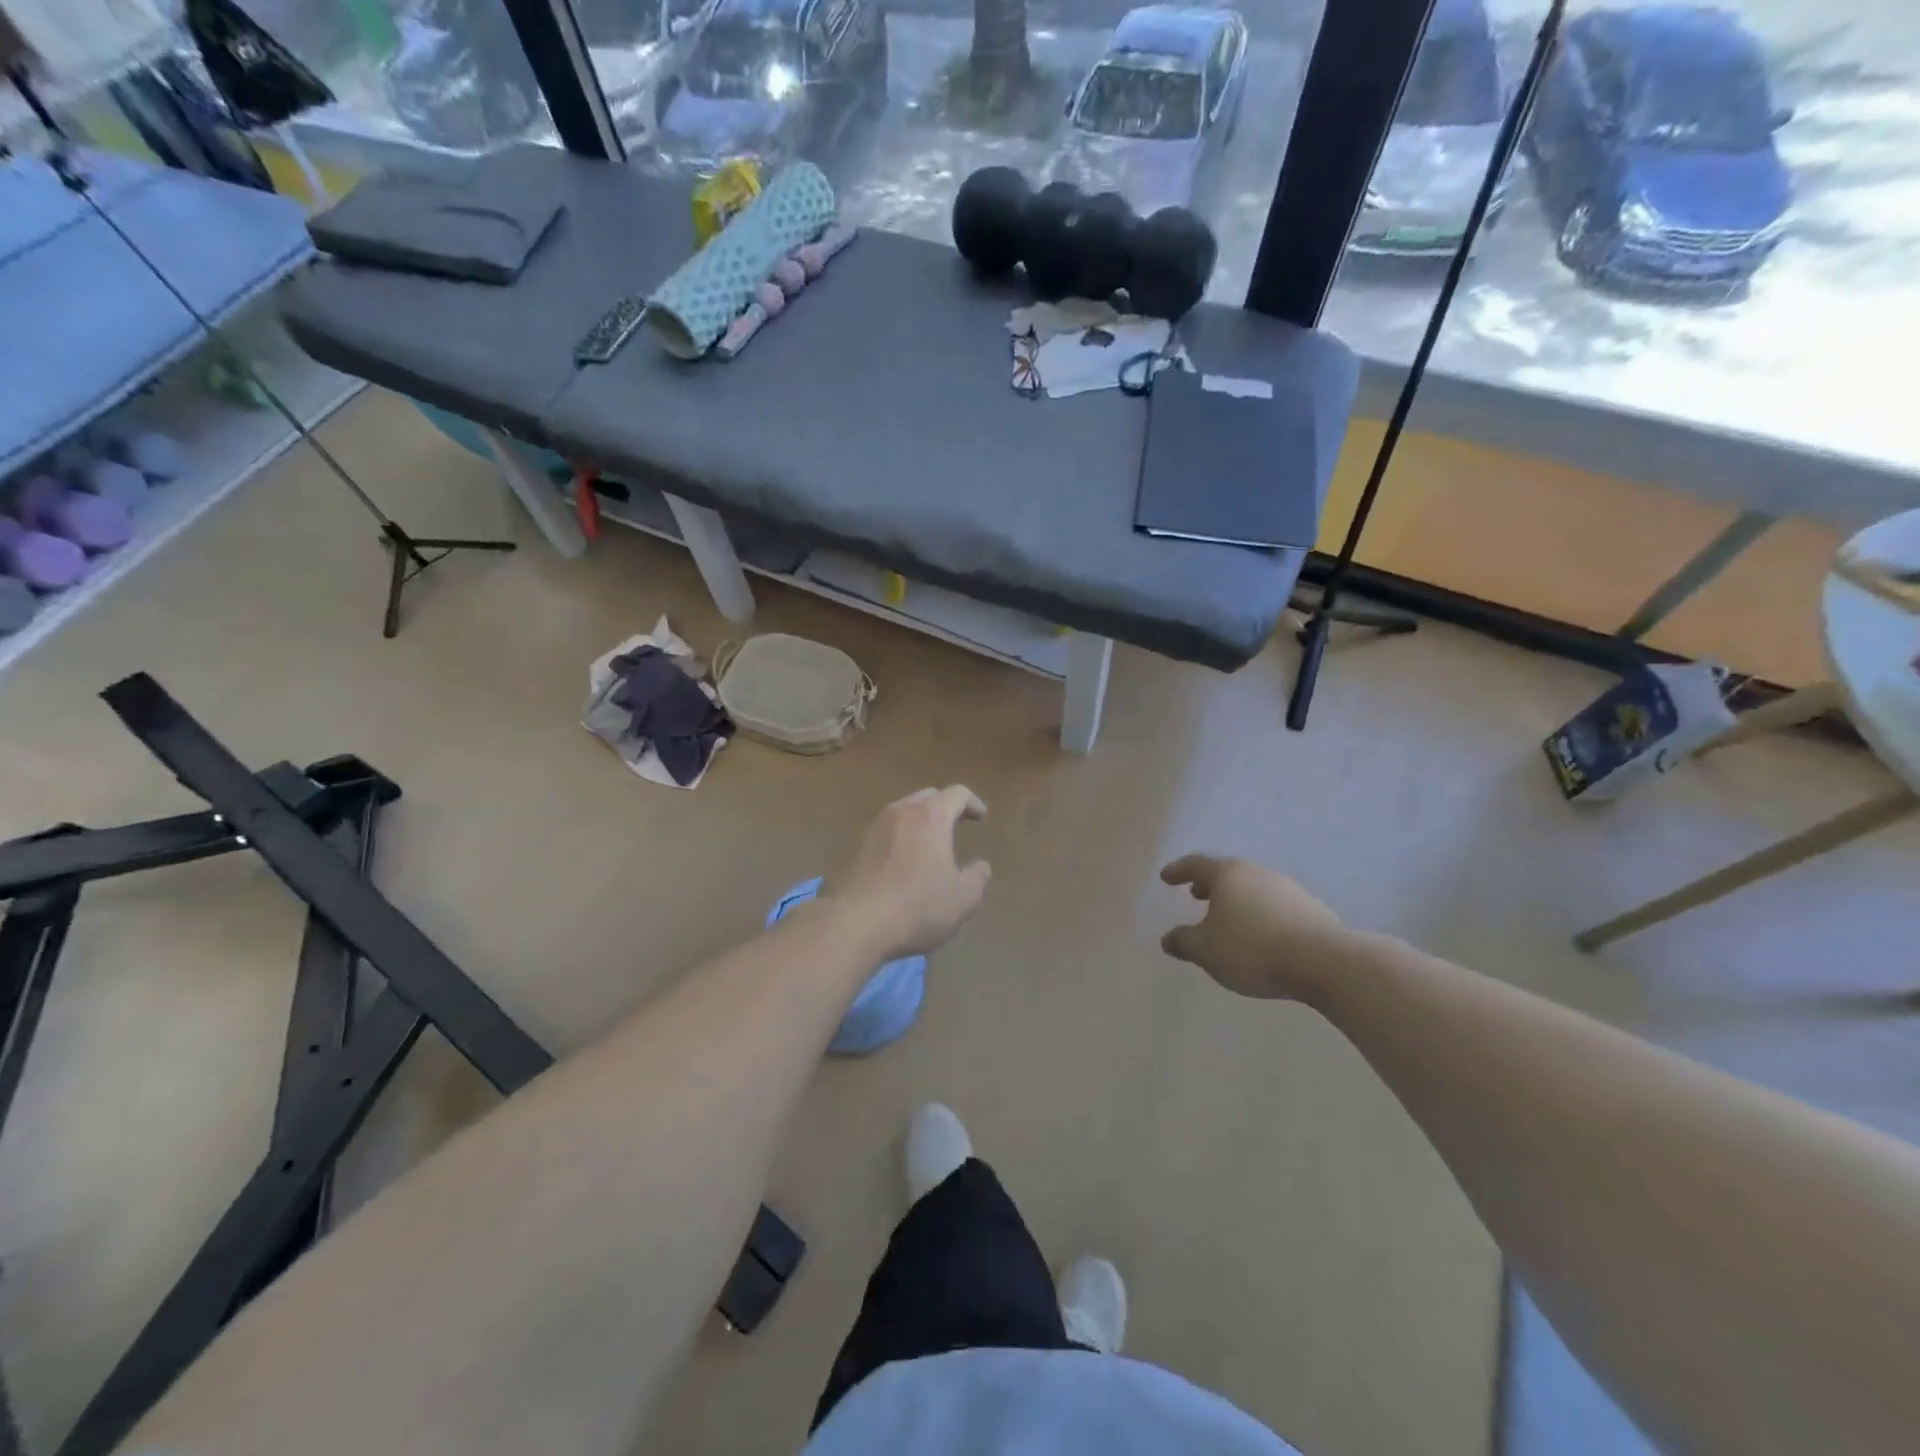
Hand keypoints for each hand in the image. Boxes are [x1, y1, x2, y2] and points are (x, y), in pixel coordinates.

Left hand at [827, 787, 990, 959]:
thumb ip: (977, 877)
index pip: (957, 794)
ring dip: (920, 821)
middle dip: (945, 807)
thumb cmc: (918, 906)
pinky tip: (904, 861)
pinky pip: (886, 831)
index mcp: (931, 816)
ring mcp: (874, 827)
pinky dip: (901, 837)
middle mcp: (901, 812)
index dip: (973, 803)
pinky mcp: (856, 847)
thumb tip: (981, 866)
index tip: (981, 817)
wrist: (855, 924)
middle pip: (927, 797)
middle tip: (957, 824)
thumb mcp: (963, 898)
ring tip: (930, 843)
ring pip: (903, 812)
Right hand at [1159, 854, 1349, 1001]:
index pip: (1195, 865)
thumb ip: (1183, 942)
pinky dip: (1257, 913)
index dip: (1178, 871)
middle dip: (1208, 884)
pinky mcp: (1310, 908)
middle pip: (1227, 873)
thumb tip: (1168, 939)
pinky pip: (1273, 905)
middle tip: (1195, 895)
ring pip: (1251, 888)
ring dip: (1235, 899)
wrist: (1324, 961)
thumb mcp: (1206, 950)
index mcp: (1228, 875)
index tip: (1165, 877)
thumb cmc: (1252, 949)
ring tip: (1226, 918)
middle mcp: (1256, 873)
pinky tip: (1259, 934)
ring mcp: (1286, 888)